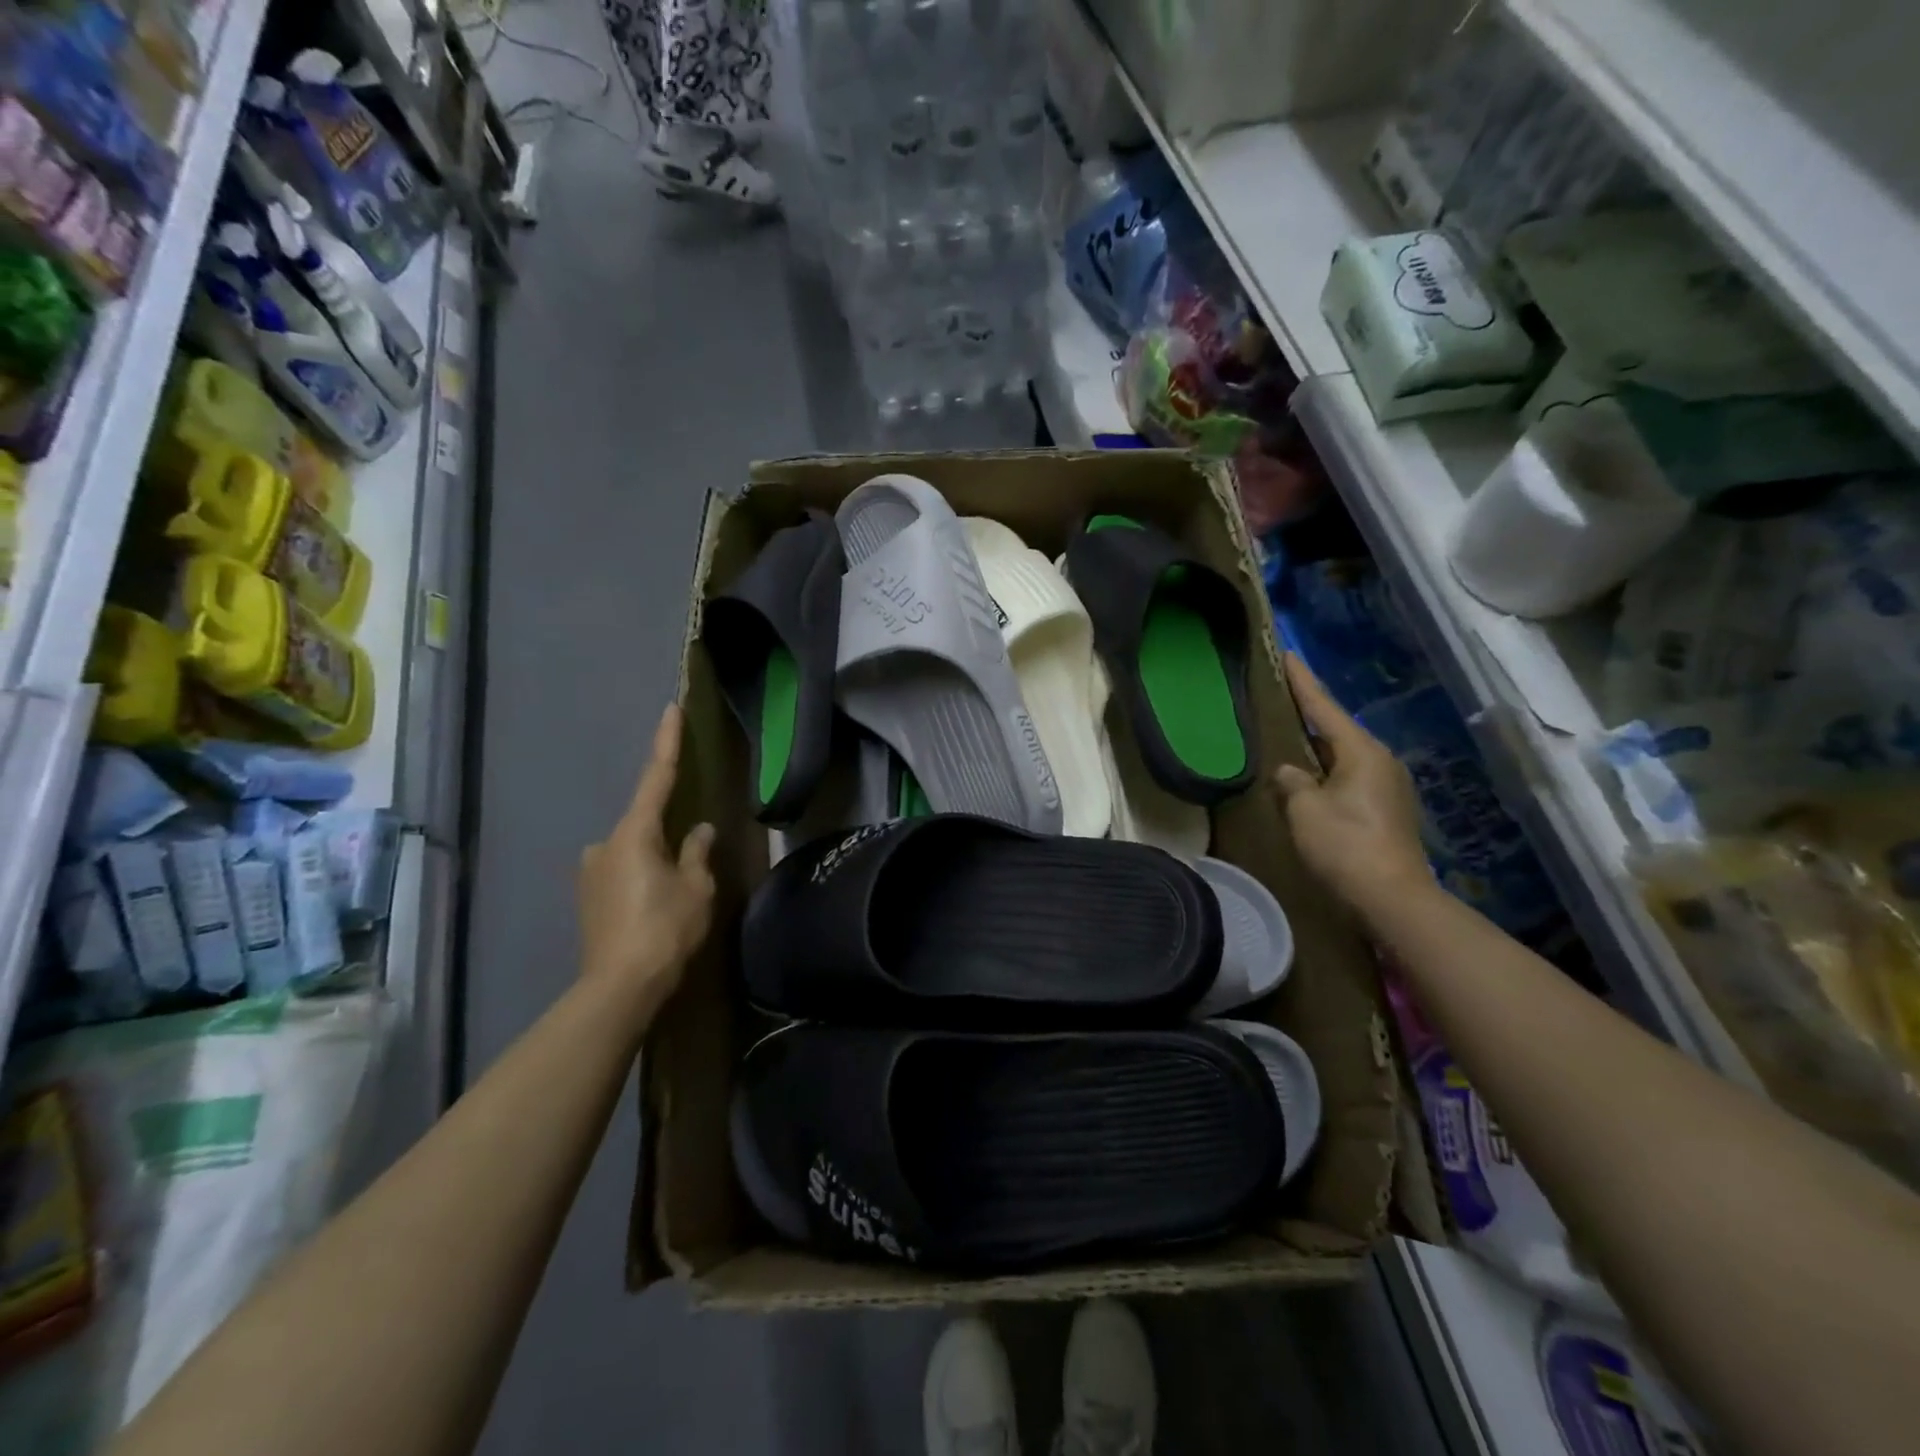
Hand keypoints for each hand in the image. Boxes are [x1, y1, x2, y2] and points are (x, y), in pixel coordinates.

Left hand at [577, 705, 715, 1036]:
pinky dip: (640, 877)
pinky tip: (655, 906)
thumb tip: (700, 830)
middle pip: (643, 822)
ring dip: (653, 859)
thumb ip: (697, 852)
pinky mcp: (587, 898)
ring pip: (632, 850)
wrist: (619, 987)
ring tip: (675, 894)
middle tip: (691, 859)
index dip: (667, 742)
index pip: (657, 777)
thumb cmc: (665, 929)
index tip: (671, 709)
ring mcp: (590, 872)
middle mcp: (604, 844)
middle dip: (667, 830)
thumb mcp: (696, 888)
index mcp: (634, 833)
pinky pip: (621, 872)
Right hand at [1275, 653, 1431, 918]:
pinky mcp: (1388, 811)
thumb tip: (1289, 771)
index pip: (1324, 707)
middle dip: (1311, 714)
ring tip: (1291, 738)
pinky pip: (1351, 778)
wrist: (1392, 898)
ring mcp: (1389, 787)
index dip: (1303, 681)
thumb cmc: (1345, 845)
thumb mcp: (1305, 809)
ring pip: (1344, 756)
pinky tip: (1311, 779)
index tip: (1288, 654)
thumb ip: (1292, 782)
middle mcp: (1380, 761)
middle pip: (1337, 729)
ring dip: (1319, 747)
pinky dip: (1328, 772)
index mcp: (1361, 751)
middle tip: (1282, 697)